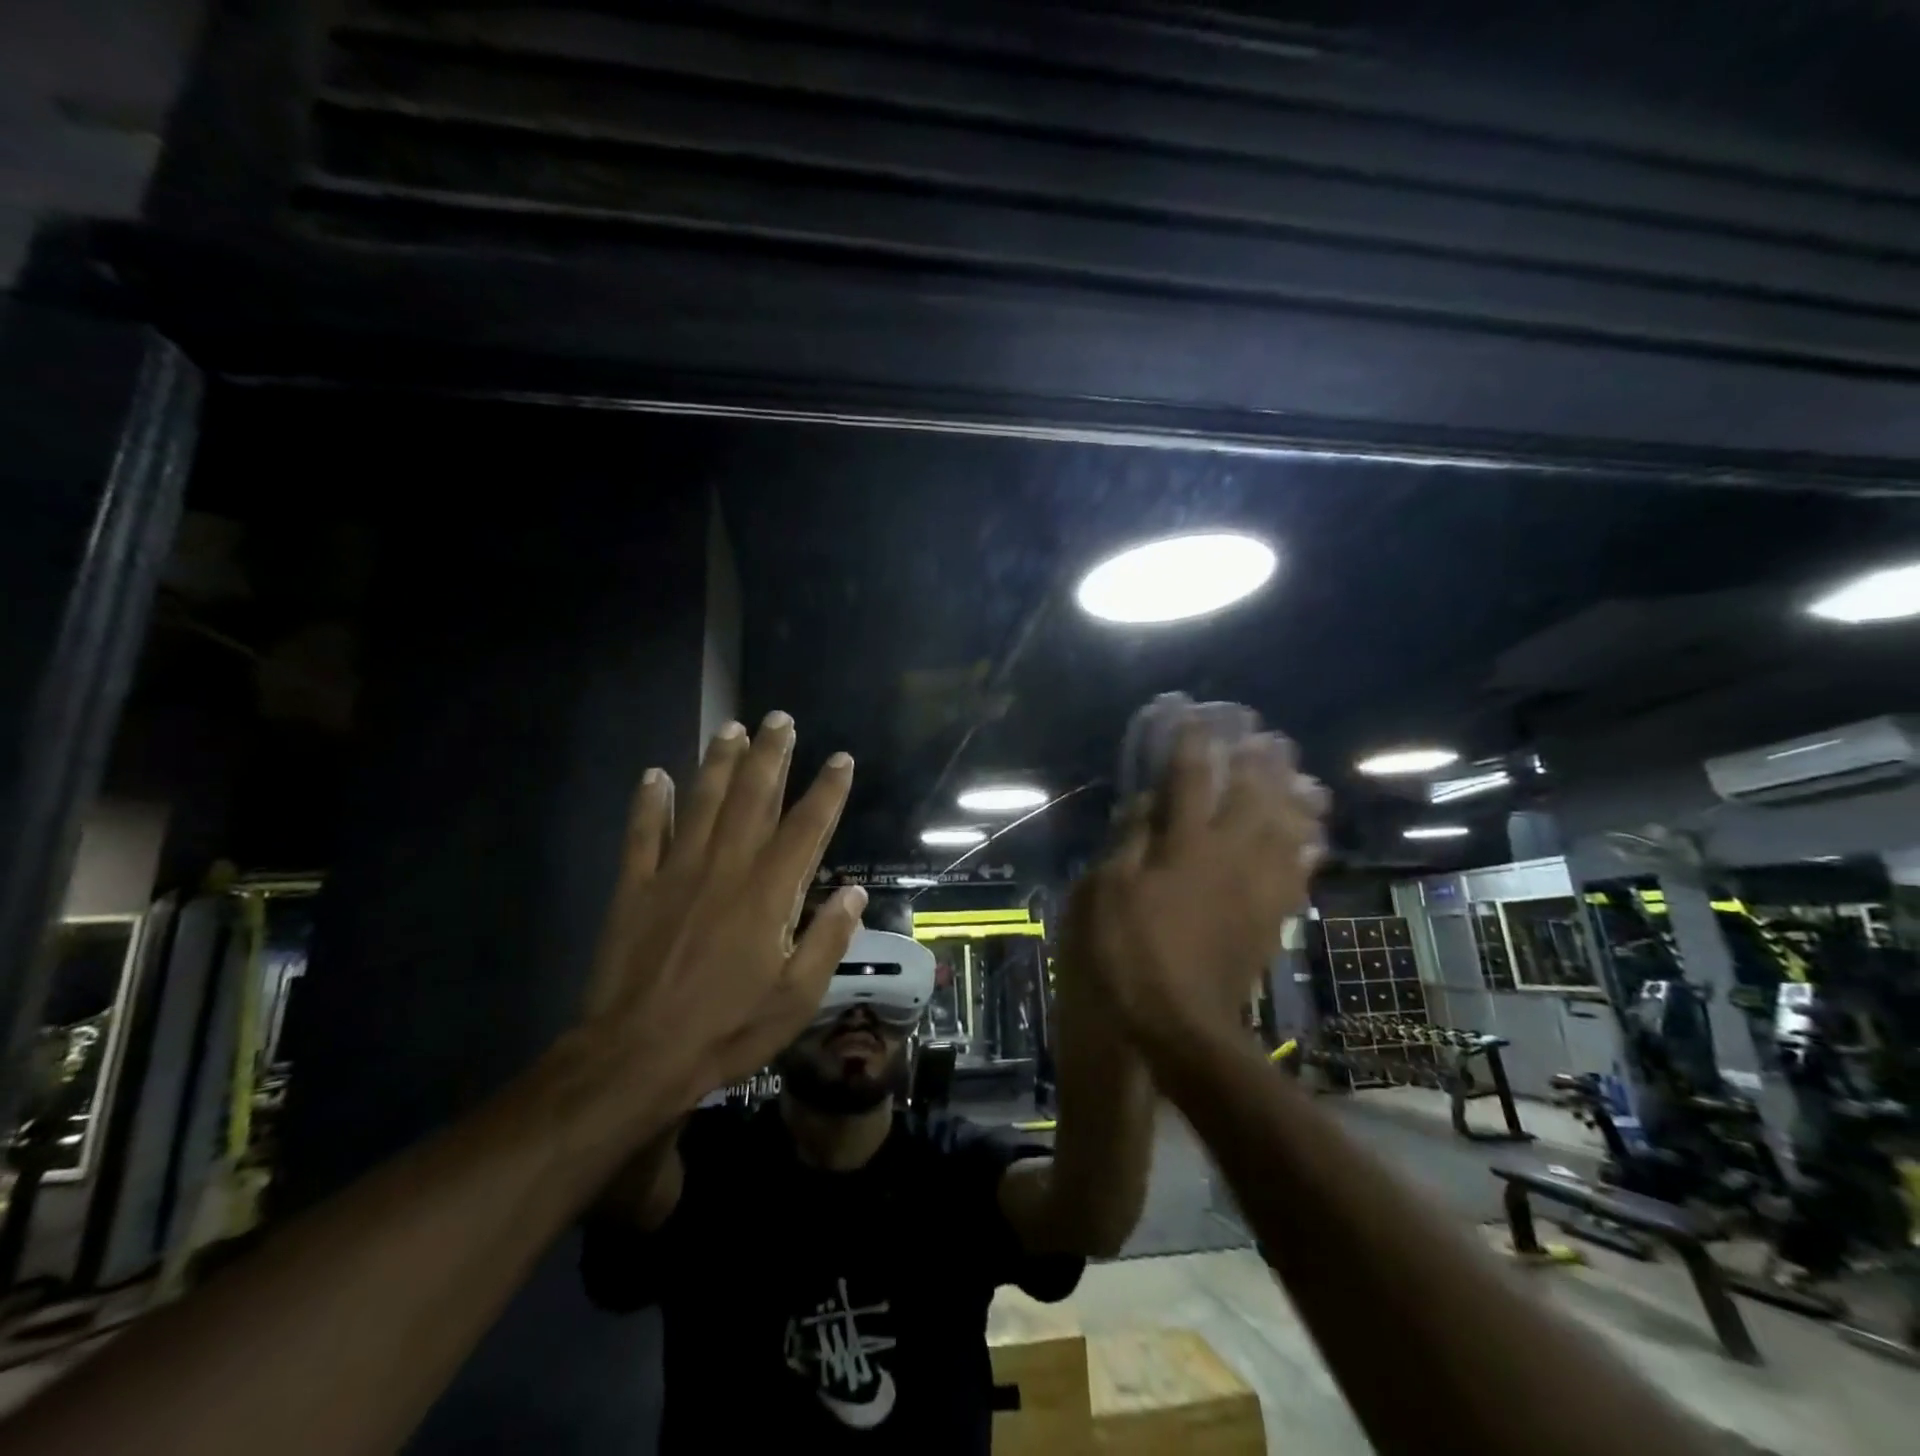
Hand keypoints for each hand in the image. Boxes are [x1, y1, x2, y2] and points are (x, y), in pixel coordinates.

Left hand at [577, 712, 865, 1126]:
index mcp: (769, 893)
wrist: (636, 1056)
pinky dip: (648, 803)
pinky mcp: (635, 887)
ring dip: (719, 763)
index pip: (806, 827)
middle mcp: (725, 868)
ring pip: (702, 803)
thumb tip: (855, 892)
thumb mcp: (796, 997)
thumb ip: (828, 939)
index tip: (840, 758)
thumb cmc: (727, 1029)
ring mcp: (676, 873)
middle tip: (780, 718)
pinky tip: (654, 774)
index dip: (827, 790)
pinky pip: (642, 834)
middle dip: (770, 755)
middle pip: (752, 798)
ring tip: (732, 727)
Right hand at [1082, 725, 1327, 1048]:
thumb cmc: (1132, 953)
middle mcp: (1229, 854)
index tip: (1193, 716)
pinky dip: (1308, 847)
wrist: (1182, 1022)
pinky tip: (1312, 836)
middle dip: (1259, 759)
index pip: (1191, 779)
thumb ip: (1129, 841)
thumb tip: (1145, 802)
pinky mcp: (1271, 915)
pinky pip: (1299, 871)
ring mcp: (1257, 885)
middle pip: (1253, 794)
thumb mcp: (1108, 893)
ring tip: (1300, 773)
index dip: (1192, 743)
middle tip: (1264, 734)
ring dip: (1294, 795)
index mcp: (1185, 844)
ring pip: (1287, 827)